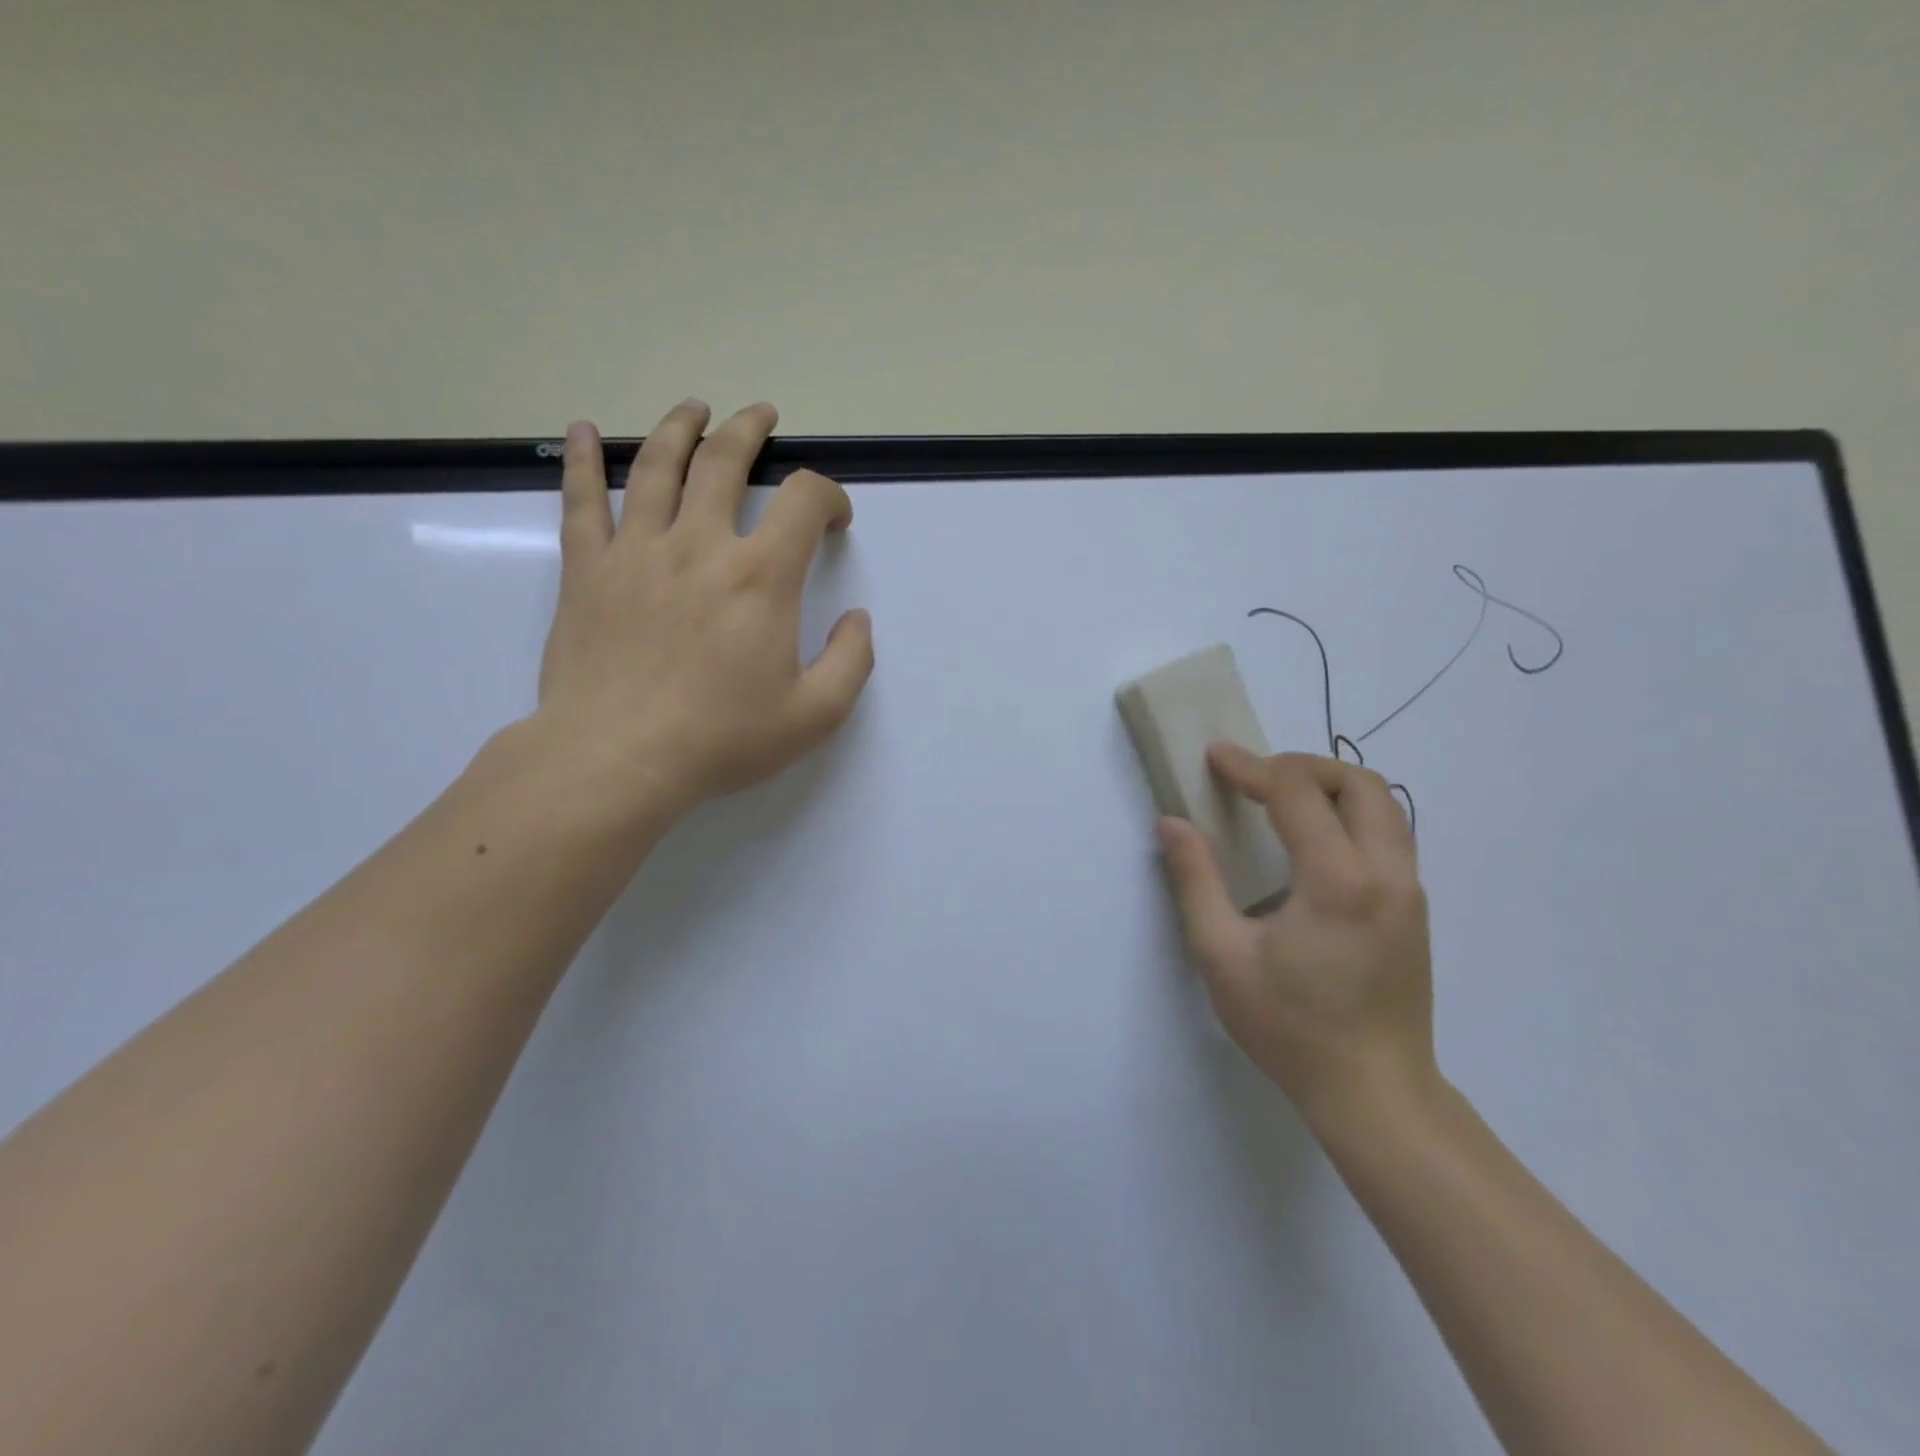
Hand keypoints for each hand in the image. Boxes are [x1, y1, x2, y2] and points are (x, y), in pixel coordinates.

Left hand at [533, 400, 874, 818]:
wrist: (618, 758)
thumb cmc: (721, 738)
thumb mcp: (814, 715)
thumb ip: (851, 661)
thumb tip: (857, 619)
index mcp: (760, 577)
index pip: (803, 501)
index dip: (828, 495)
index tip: (834, 517)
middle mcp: (699, 545)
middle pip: (724, 461)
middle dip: (750, 431)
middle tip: (762, 416)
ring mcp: (637, 551)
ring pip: (657, 467)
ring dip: (679, 428)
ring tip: (694, 408)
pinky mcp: (588, 570)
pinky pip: (582, 501)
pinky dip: (584, 461)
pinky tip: (584, 431)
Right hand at [1158, 746, 1436, 1122]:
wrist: (1375, 1095)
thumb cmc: (1290, 1028)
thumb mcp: (1221, 956)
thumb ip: (1195, 880)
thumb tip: (1172, 823)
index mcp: (1338, 880)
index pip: (1296, 792)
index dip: (1250, 767)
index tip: (1214, 758)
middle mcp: (1386, 873)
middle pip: (1358, 782)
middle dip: (1301, 765)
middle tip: (1254, 777)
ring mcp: (1409, 892)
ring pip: (1384, 806)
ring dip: (1331, 787)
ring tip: (1281, 801)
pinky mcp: (1414, 910)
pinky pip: (1389, 835)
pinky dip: (1349, 815)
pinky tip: (1312, 844)